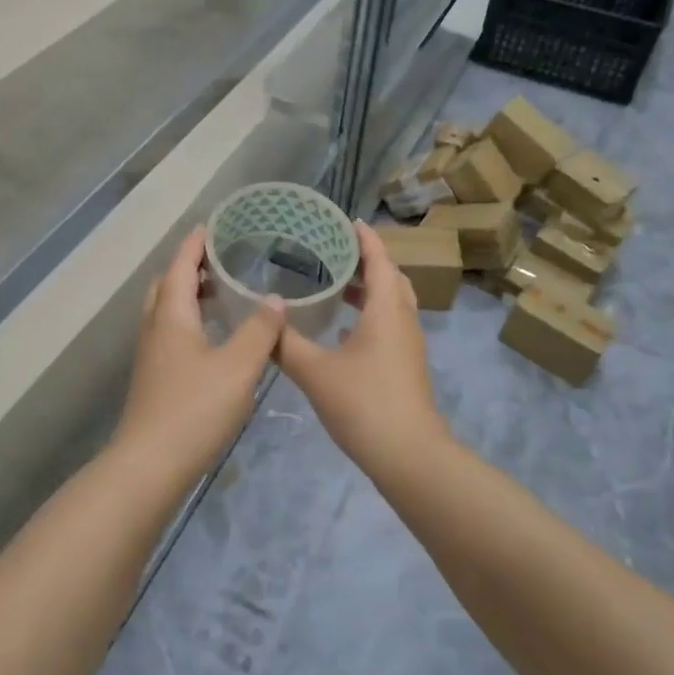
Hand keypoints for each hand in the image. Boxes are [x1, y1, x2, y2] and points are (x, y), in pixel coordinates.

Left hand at [111, 226, 285, 477]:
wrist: (150, 465)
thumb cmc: (195, 409)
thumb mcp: (238, 367)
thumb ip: (260, 331)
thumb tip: (276, 299)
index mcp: (171, 316)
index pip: (180, 266)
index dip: (194, 244)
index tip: (209, 225)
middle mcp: (155, 329)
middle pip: (166, 285)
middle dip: (187, 266)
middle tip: (217, 258)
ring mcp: (151, 356)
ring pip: (165, 311)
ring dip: (186, 293)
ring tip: (219, 291)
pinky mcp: (154, 378)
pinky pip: (169, 332)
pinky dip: (188, 319)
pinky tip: (211, 337)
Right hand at [277, 221, 451, 469]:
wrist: (408, 454)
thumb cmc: (363, 403)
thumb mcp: (315, 371)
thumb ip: (286, 344)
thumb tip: (265, 320)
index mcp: (385, 310)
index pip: (379, 260)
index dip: (365, 238)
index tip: (347, 220)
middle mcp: (402, 320)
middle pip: (391, 278)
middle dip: (367, 261)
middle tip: (335, 251)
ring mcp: (408, 344)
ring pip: (392, 303)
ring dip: (369, 288)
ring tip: (336, 284)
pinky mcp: (405, 365)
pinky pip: (389, 324)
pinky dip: (369, 314)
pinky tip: (343, 330)